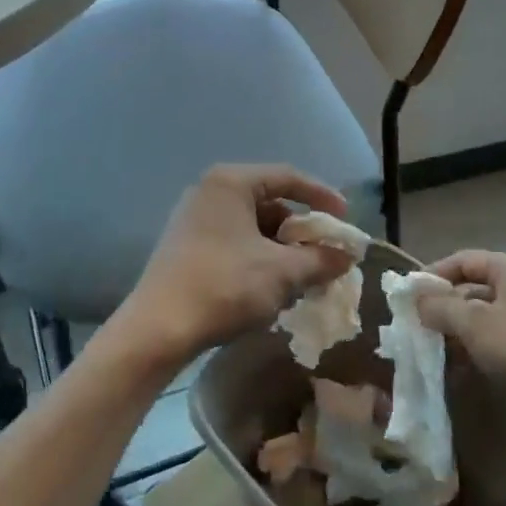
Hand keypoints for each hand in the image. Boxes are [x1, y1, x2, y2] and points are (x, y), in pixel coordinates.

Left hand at [117, 164, 356, 372]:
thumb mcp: (282, 273)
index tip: (345, 218)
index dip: (322, 196)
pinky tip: (271, 284)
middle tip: (325, 254)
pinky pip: (233, 240)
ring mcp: (193, 218)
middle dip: (301, 229)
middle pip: (269, 201)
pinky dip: (258, 256)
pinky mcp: (185, 244)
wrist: (159, 328)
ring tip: (303, 275)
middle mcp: (209, 191)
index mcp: (231, 183)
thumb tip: (346, 256)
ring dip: (281, 247)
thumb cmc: (225, 286)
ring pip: (251, 224)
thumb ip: (319, 259)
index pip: (287, 177)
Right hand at [417, 250, 505, 442]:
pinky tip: (466, 372)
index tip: (408, 298)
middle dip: (445, 309)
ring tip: (436, 356)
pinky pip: (505, 343)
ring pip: (488, 319)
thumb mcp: (474, 324)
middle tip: (418, 330)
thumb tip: (416, 297)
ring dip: (461, 335)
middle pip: (475, 290)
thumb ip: (440, 307)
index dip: (432, 275)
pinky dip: (483, 352)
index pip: (462, 260)